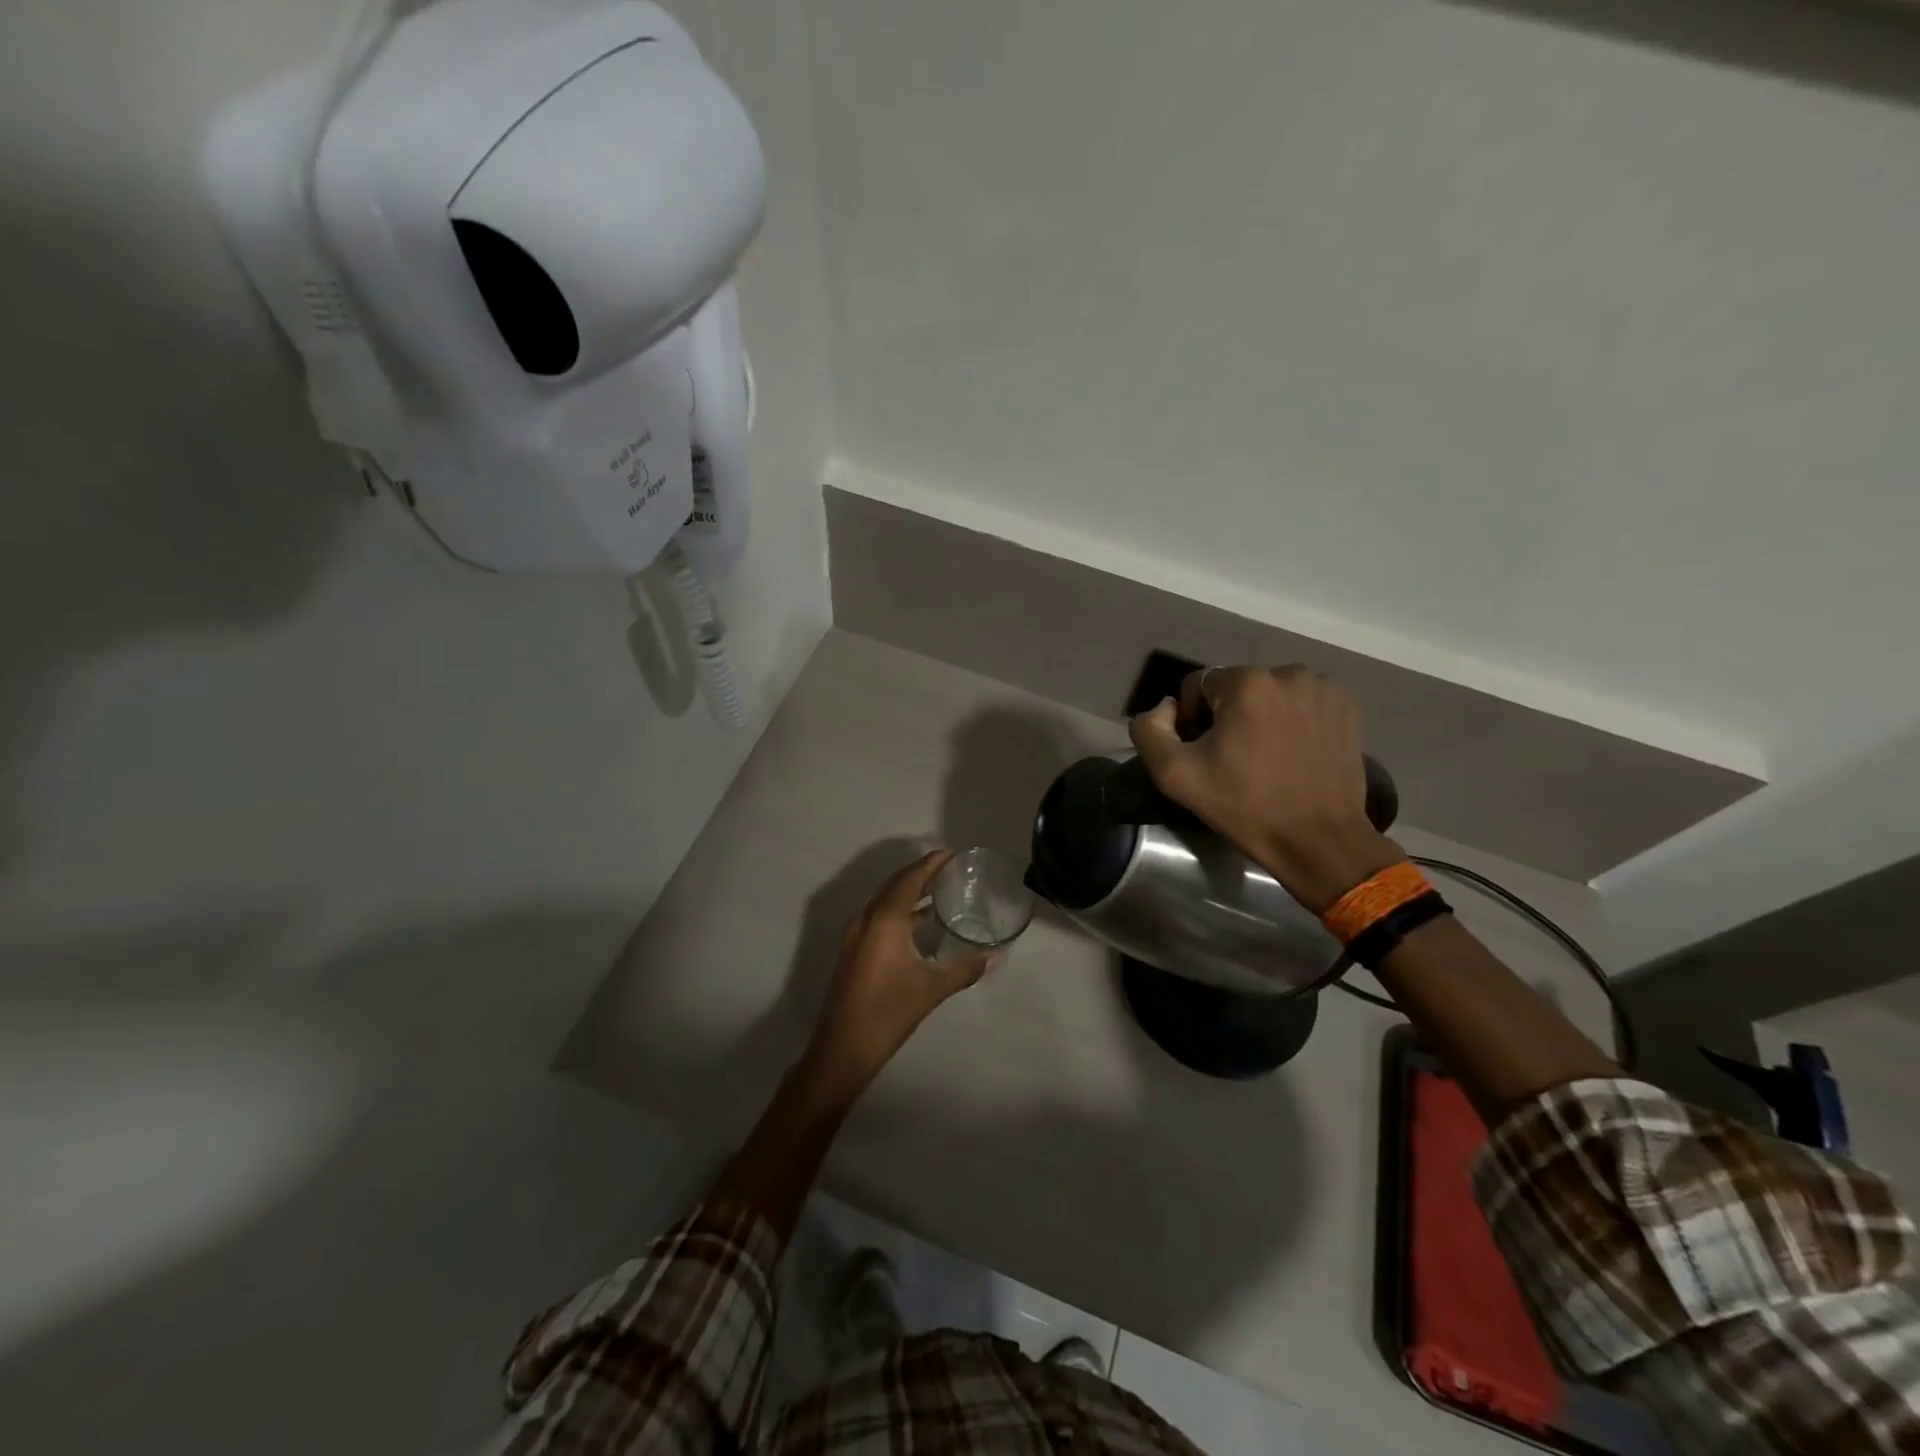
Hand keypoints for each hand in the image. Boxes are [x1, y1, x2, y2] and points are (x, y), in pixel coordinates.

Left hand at [802, 850, 998, 1092]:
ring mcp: (855, 935)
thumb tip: (997, 956)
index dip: (930, 864)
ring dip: (907, 892)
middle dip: (919, 874)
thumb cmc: (889, 1012)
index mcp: (884, 920)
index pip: (909, 879)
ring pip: (883, 901)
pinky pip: (877, 917)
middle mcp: (866, 919)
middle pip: (894, 885)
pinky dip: (898, 910)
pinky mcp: (852, 951)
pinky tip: (917, 924)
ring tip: (937, 892)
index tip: (950, 854)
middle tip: (947, 870)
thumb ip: (966, 968)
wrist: (843, 1048)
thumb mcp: (932, 988)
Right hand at [1128, 666, 1401, 911]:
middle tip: (1235, 760)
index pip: (1197, 685)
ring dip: (1261, 716)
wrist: (1318, 841)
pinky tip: (1294, 753)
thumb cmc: (1245, 807)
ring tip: (1267, 757)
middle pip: (1235, 687)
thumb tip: (1165, 708)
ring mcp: (1322, 688)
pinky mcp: (1346, 705)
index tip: (1206, 756)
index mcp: (1246, 682)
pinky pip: (1302, 701)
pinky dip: (1293, 719)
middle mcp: (1287, 673)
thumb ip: (1149, 730)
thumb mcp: (1175, 775)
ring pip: (1270, 693)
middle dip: (1228, 716)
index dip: (1192, 720)